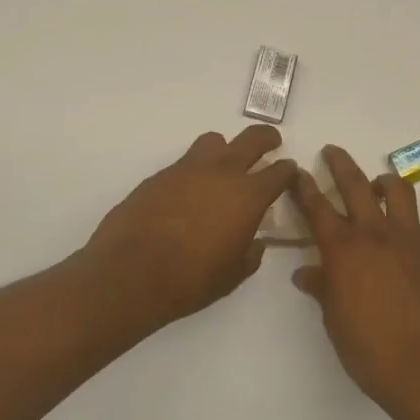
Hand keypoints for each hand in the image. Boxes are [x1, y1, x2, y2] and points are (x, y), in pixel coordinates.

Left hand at [81, 126, 298, 337]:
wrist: (129, 274)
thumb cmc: (190, 280)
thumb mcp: (233, 274)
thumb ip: (250, 253)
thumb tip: (254, 241)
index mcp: (248, 196)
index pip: (279, 172)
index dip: (288, 170)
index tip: (289, 172)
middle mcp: (221, 172)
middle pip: (252, 139)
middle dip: (266, 139)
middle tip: (271, 143)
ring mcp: (187, 169)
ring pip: (214, 141)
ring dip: (225, 149)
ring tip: (223, 168)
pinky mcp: (159, 175)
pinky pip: (185, 162)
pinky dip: (195, 171)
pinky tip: (188, 194)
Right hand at [291, 145, 419, 416]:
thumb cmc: (370, 350)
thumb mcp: (335, 321)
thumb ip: (322, 288)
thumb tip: (306, 273)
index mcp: (344, 250)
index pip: (318, 208)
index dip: (304, 187)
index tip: (296, 171)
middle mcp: (375, 234)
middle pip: (356, 185)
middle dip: (340, 164)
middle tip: (331, 151)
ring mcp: (408, 239)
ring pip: (396, 191)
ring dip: (381, 181)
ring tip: (374, 185)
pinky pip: (413, 220)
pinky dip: (401, 215)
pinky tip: (396, 233)